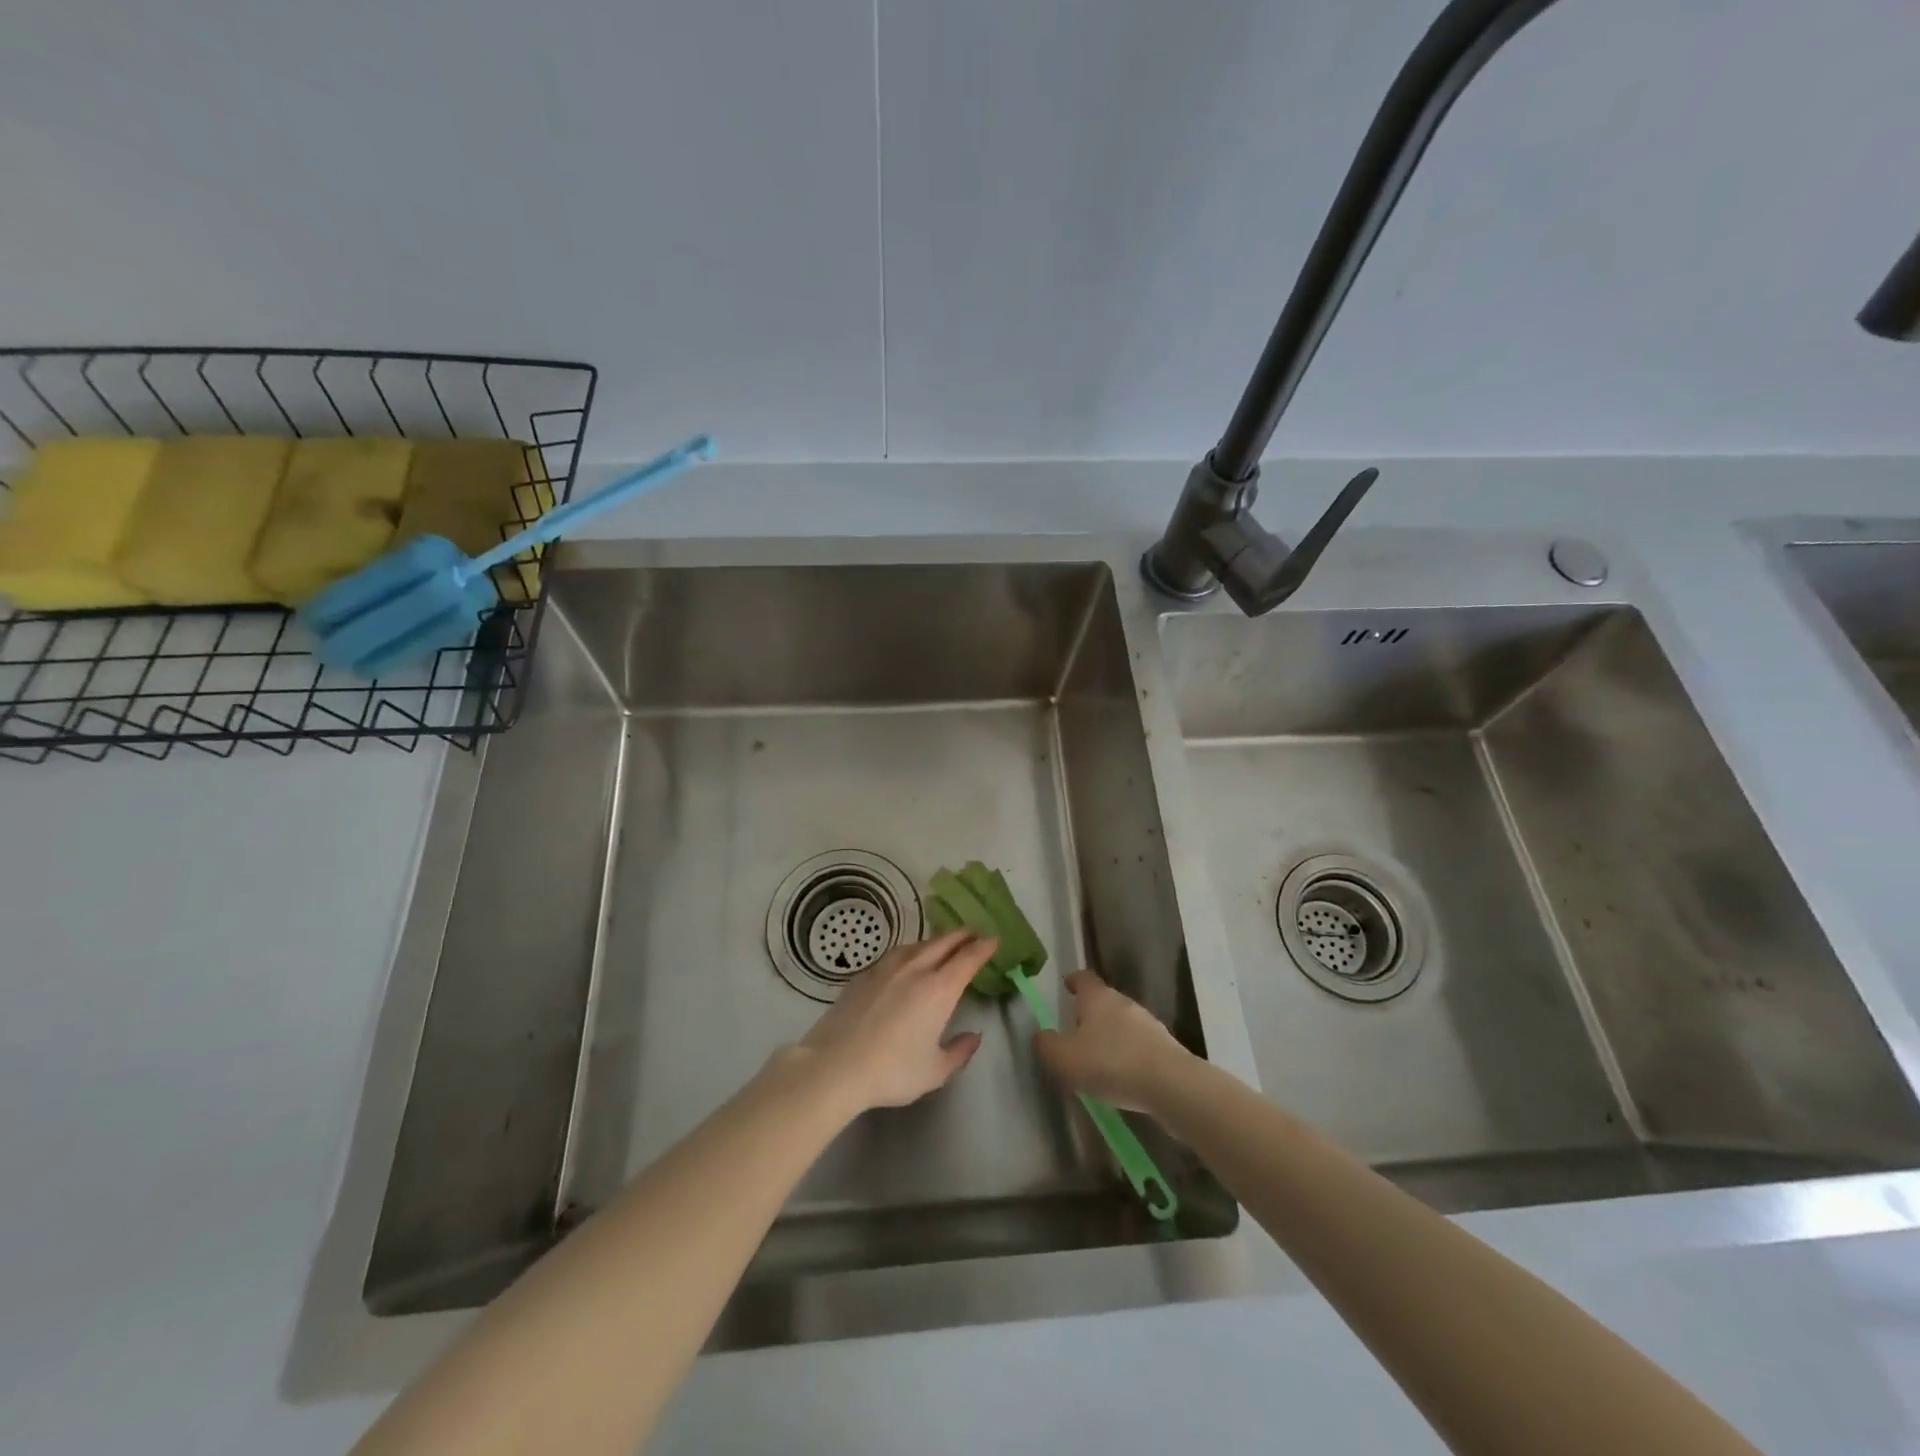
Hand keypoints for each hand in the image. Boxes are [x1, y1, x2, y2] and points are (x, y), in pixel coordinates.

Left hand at [790, 931, 993, 1112]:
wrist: (836, 1065)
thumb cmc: (892, 1071)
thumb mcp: (935, 1071)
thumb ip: (959, 1052)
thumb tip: (973, 1036)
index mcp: (939, 989)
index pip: (968, 959)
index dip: (983, 947)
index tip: (993, 939)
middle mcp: (915, 969)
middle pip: (944, 943)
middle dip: (962, 936)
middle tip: (973, 933)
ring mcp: (886, 968)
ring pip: (917, 945)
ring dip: (935, 941)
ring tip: (942, 944)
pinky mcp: (864, 974)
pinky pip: (895, 954)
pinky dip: (909, 951)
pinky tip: (906, 960)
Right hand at [1033, 970, 1193, 1113]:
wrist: (1170, 1085)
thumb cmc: (1110, 1063)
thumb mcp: (1064, 1058)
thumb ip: (1047, 1045)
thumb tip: (1042, 1036)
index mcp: (1098, 997)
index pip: (1084, 978)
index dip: (1074, 981)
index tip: (1067, 985)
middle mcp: (1124, 1003)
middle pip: (1104, 1000)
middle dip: (1090, 1014)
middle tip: (1076, 1033)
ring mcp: (1149, 1024)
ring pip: (1123, 1023)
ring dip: (1110, 1036)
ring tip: (1098, 1060)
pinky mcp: (1165, 1047)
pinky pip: (1139, 1046)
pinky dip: (1128, 1055)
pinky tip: (1122, 1077)